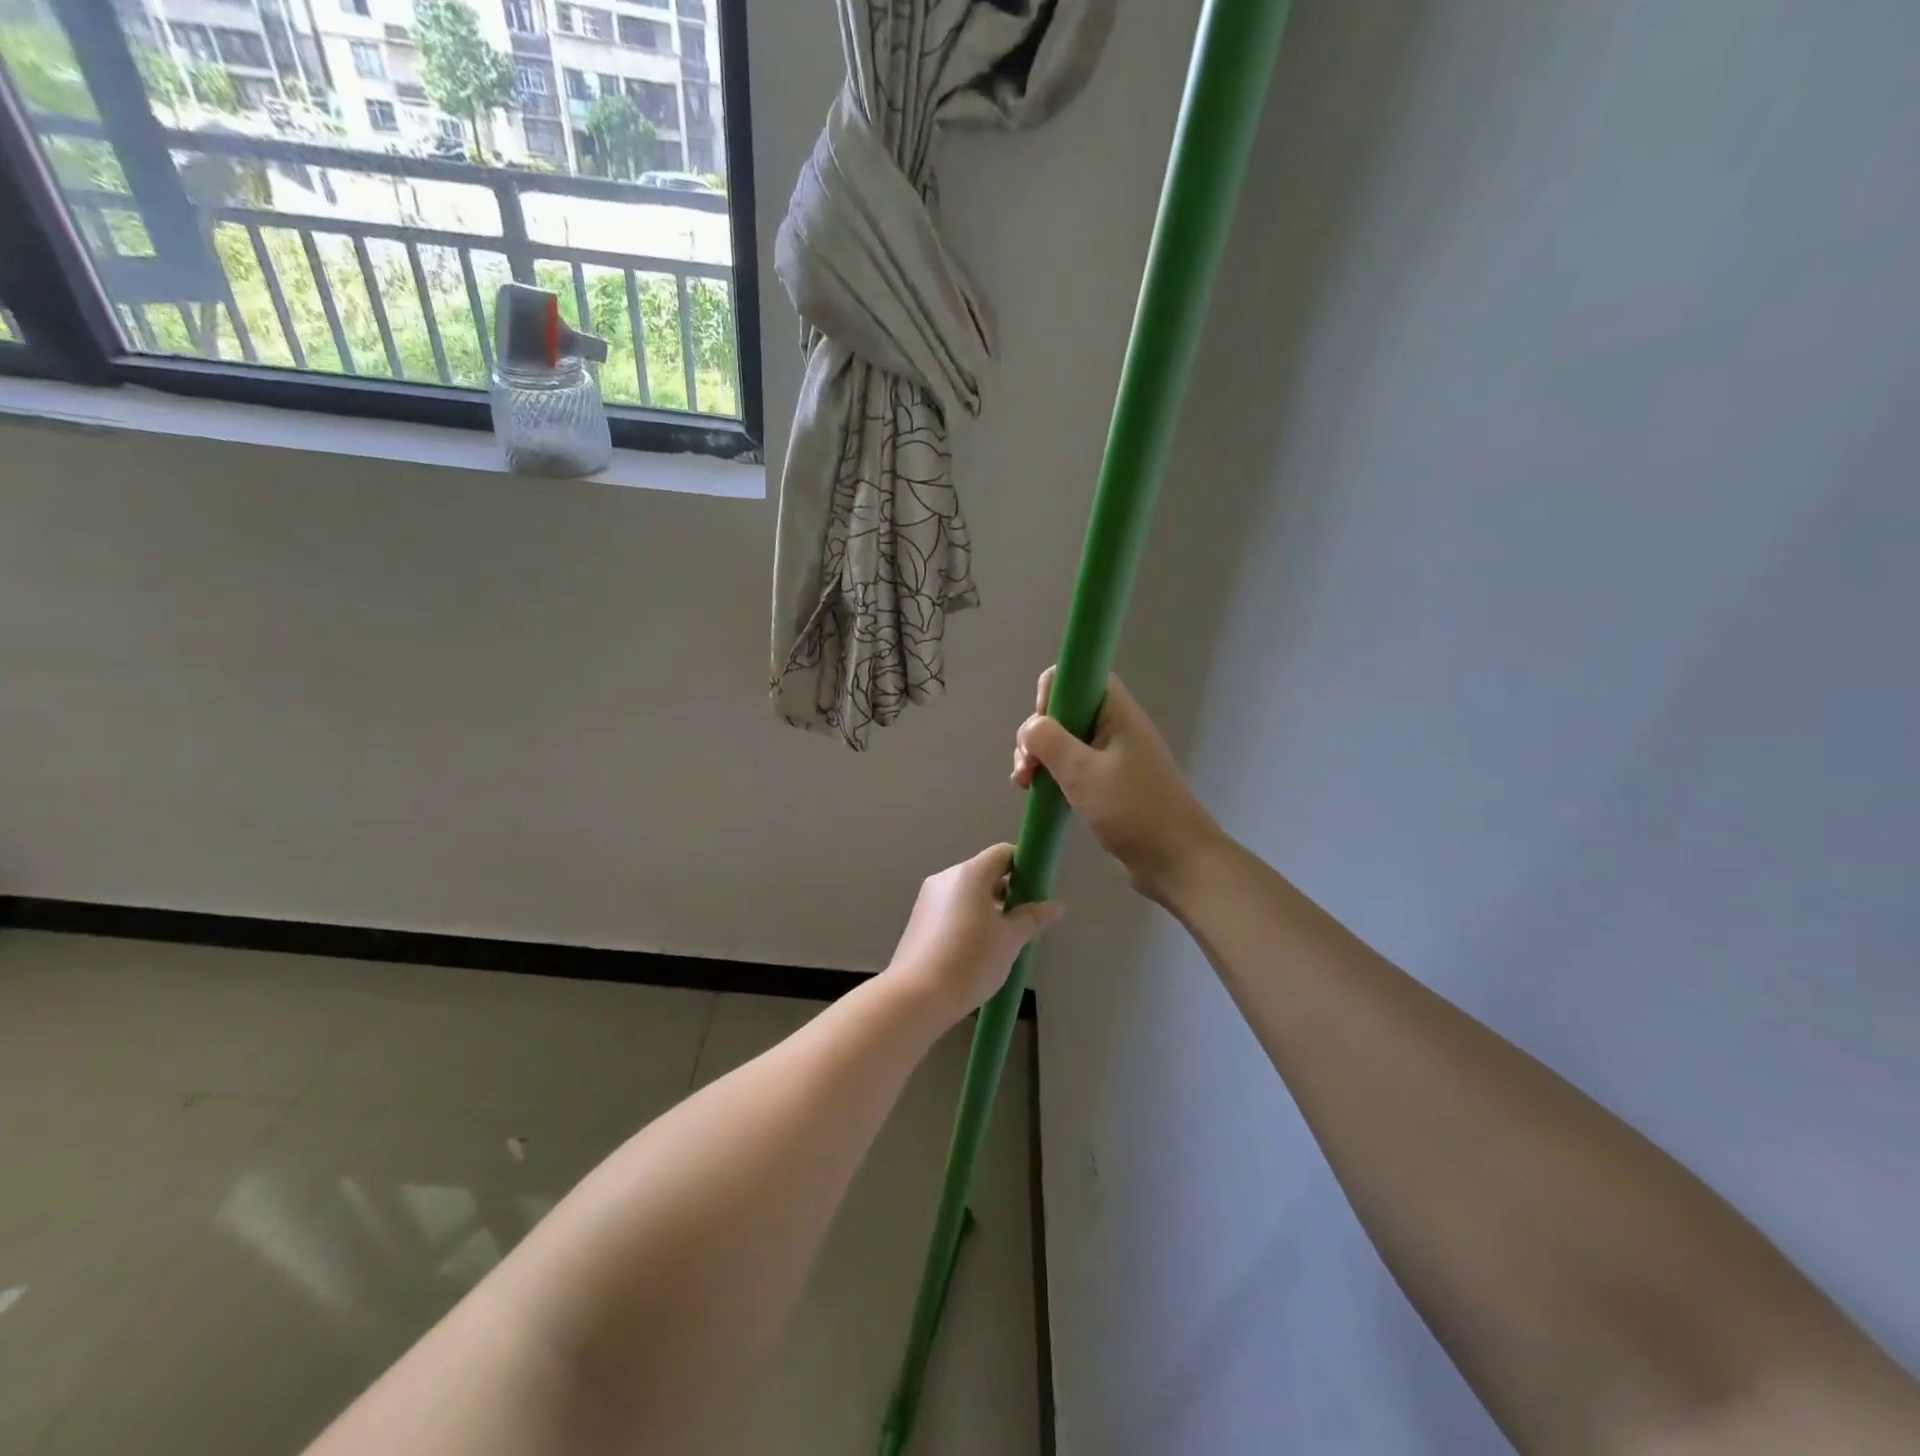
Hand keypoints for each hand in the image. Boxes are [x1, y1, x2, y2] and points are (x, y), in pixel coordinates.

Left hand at [887, 844, 1062, 1021]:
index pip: (1003, 853)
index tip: (1036, 892)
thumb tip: (1055, 906)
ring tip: (1001, 942)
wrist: (916, 996)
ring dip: (988, 908)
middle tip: (1023, 922)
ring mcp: (928, 898)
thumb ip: (1032, 918)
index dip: (1024, 867)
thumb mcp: (1010, 940)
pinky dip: (968, 919)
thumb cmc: (970, 960)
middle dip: (1007, 892)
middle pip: (984, 872)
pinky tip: (975, 951)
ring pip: (967, 893)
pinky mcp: (918, 920)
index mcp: (970, 874)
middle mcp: (946, 878)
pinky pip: (951, 909)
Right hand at [1012, 668, 1223, 901]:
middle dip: (1037, 734)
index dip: (1052, 696)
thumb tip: (1030, 727)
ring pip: (1064, 740)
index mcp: (1116, 712)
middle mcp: (1114, 726)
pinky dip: (1051, 774)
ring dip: (1039, 757)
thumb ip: (1049, 741)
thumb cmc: (1132, 810)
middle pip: (1064, 710)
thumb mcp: (1083, 773)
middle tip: (1027, 767)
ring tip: (1025, 785)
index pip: (1077, 677)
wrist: (1176, 860)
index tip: (1040, 731)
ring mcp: (1112, 755)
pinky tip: (1036, 793)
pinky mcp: (1107, 782)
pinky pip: (1072, 765)